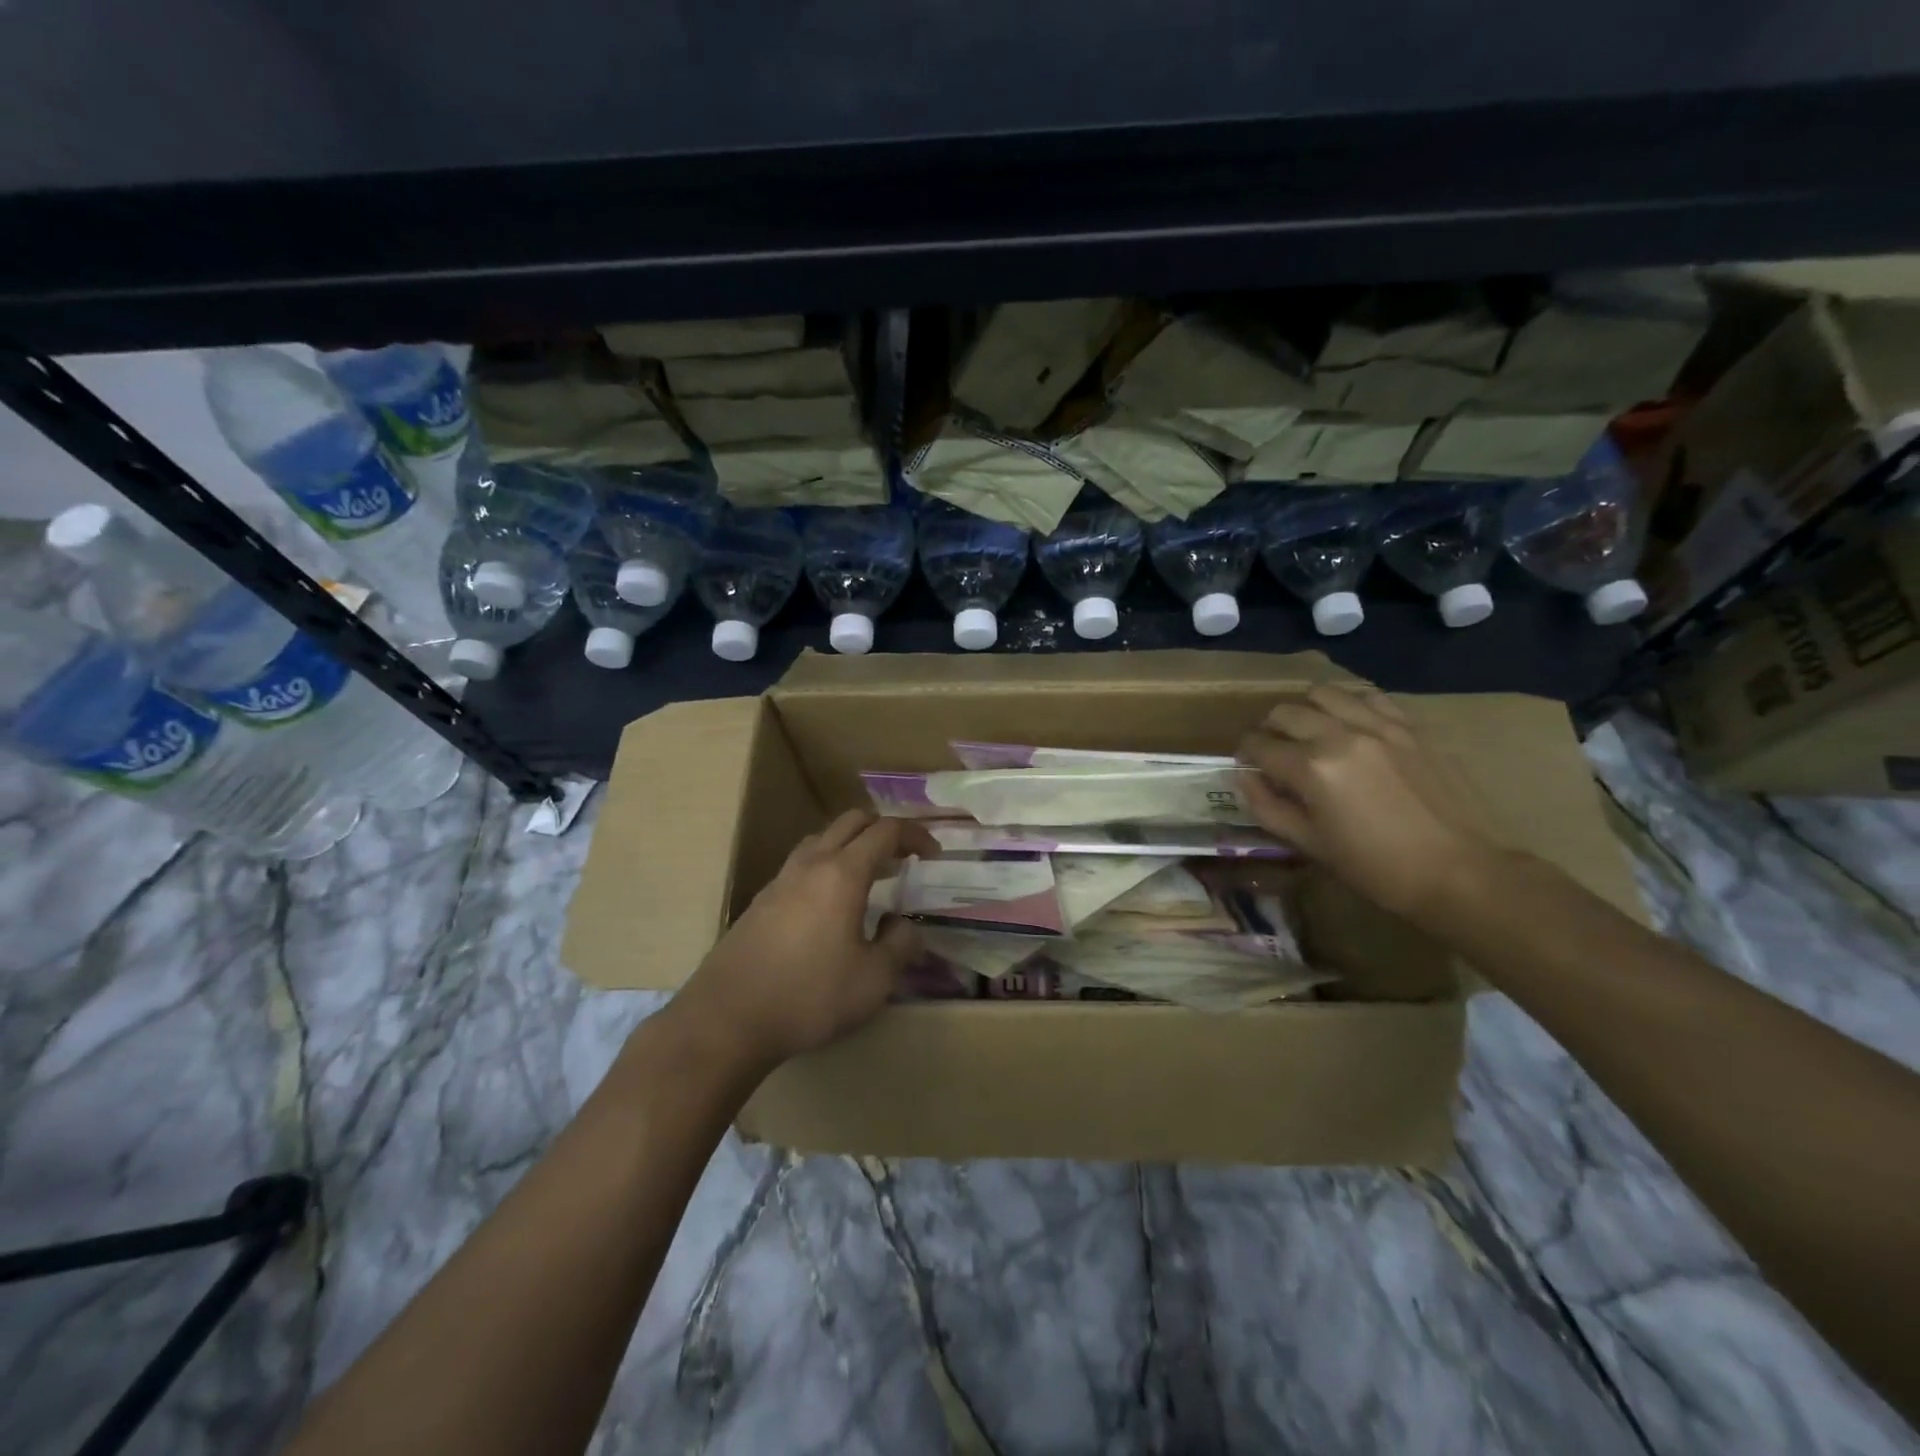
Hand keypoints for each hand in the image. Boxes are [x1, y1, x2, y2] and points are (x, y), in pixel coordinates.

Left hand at [669, 810, 937, 1074]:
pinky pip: (802, 863)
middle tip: (903, 857)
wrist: (727, 1019)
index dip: (915, 835)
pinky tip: (830, 903)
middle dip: (884, 830)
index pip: (886, 831)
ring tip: (869, 875)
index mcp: (843, 873)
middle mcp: (811, 864)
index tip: (933, 854)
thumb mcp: (873, 980)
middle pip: (852, 821)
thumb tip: (905, 926)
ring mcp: (781, 879)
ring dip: (852, 844)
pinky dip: (827, 865)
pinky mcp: (761, 900)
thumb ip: (900, 946)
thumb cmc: (809, 996)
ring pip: (822, 838)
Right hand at [1237, 685, 1500, 927]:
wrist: (1460, 872)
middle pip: (1286, 712)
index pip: (1258, 745)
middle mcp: (1340, 736)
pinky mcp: (1411, 726)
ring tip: (1312, 731)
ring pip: (1325, 693)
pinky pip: (1369, 696)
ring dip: (1307, 709)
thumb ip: (1267, 807)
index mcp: (1311, 769)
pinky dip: (1349, 703)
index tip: (1249, 766)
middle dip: (1270, 729)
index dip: (1246, 754)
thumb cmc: (1376, 867)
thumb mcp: (1310, 845)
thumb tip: (1245, 778)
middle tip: (1276, 751)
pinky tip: (1351, 723)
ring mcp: (1380, 726)